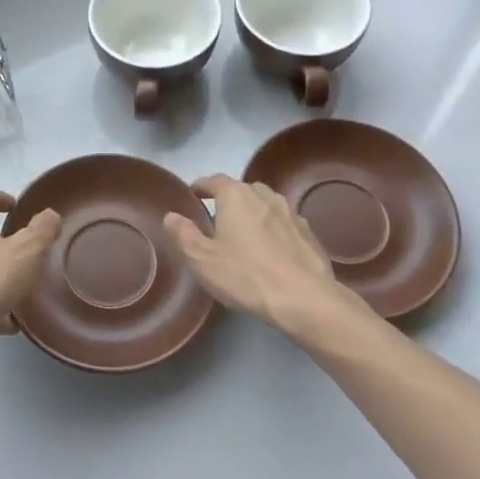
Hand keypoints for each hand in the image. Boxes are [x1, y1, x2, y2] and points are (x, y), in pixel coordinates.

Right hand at [164, 175, 369, 338]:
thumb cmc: (245, 275)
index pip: (213, 180)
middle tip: (217, 221)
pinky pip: (283, 225)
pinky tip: (271, 252)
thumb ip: (183, 234)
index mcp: (236, 195)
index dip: (201, 186)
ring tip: (244, 236)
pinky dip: (274, 231)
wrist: (303, 298)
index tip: (192, 195)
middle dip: (228, 201)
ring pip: (265, 206)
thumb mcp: (202, 259)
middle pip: (241, 190)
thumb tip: (171, 216)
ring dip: (253, 215)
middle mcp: (264, 195)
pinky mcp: (308, 233)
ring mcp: (290, 213)